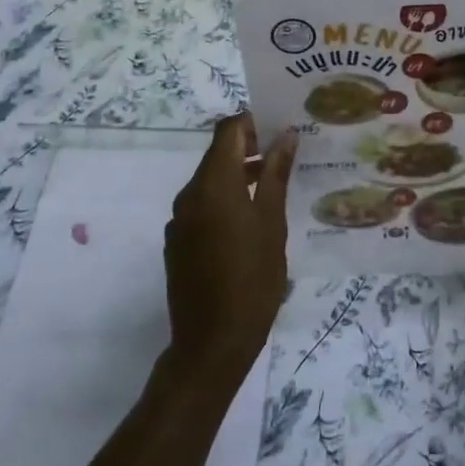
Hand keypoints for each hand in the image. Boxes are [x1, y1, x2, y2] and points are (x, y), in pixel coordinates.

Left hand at [162, 113, 296, 384]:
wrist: (212, 343)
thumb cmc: (253, 279)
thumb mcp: (272, 223)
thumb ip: (275, 175)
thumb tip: (285, 136)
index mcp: (213, 184)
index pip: (227, 131)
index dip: (252, 122)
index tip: (281, 127)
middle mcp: (189, 195)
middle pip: (218, 154)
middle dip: (250, 149)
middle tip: (286, 155)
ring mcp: (180, 220)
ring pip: (211, 181)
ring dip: (239, 176)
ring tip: (275, 187)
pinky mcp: (178, 242)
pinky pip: (203, 206)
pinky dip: (226, 201)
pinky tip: (251, 222)